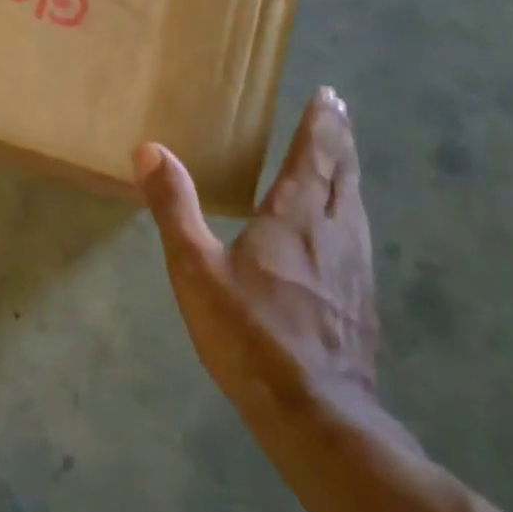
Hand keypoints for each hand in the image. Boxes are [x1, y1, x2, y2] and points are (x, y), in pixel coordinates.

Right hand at [136, 88, 377, 412]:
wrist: (317, 415)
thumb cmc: (251, 336)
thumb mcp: (196, 270)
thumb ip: (174, 208)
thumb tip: (149, 150)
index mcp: (295, 217)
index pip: (315, 155)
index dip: (322, 123)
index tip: (329, 96)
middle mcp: (334, 232)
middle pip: (343, 174)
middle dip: (341, 139)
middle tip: (340, 112)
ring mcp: (356, 268)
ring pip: (355, 205)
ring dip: (348, 174)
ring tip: (342, 160)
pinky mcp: (363, 300)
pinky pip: (358, 236)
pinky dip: (350, 212)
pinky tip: (342, 229)